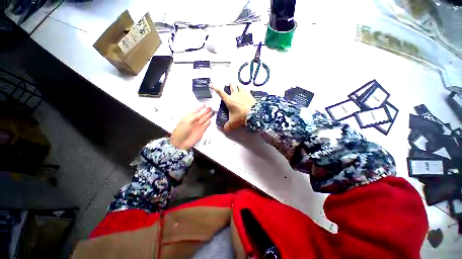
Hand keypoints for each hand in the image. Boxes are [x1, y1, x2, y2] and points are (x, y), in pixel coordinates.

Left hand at [170, 106, 212, 149]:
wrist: (180, 142)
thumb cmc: (181, 131)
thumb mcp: (187, 121)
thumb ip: (195, 116)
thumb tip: (202, 111)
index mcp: (190, 117)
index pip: (197, 110)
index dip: (201, 107)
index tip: (205, 104)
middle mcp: (195, 120)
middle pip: (202, 114)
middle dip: (206, 111)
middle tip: (211, 107)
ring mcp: (198, 125)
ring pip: (205, 119)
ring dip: (209, 115)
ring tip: (213, 111)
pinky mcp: (202, 130)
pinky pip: (206, 124)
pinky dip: (209, 122)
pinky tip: (211, 119)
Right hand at [211, 84, 255, 131]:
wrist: (253, 113)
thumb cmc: (241, 117)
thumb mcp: (233, 123)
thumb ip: (227, 126)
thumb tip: (224, 129)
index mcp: (229, 100)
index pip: (220, 92)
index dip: (215, 88)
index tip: (211, 85)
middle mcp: (235, 95)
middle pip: (231, 86)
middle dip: (230, 85)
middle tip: (230, 86)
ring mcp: (243, 93)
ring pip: (239, 85)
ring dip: (237, 85)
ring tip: (237, 86)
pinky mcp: (249, 94)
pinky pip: (246, 89)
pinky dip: (245, 90)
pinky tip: (246, 91)